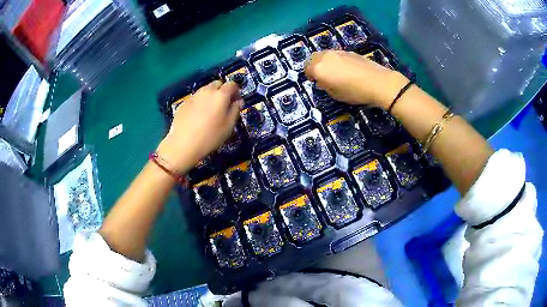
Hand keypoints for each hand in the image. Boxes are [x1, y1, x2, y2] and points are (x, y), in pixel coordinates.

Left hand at [157, 80, 242, 172]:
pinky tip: (197, 117)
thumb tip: (238, 101)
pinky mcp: (183, 103)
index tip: (236, 100)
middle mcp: (206, 91)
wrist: (183, 144)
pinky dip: (199, 103)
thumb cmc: (210, 136)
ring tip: (209, 111)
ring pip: (205, 90)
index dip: (236, 91)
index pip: (232, 84)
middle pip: (217, 84)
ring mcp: (193, 96)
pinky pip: (195, 99)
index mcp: (220, 95)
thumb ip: (235, 110)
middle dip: (222, 90)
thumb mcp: (228, 126)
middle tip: (223, 105)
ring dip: (210, 96)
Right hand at [304, 50, 409, 108]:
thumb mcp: (334, 94)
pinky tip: (346, 70)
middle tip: (323, 76)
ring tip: (335, 73)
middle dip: (315, 66)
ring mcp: (338, 52)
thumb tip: (323, 80)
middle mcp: (325, 56)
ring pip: (325, 55)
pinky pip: (336, 55)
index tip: (316, 82)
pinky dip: (336, 60)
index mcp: (319, 67)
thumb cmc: (354, 91)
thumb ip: (324, 85)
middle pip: (313, 57)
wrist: (377, 82)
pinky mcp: (349, 51)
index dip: (310, 75)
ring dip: (326, 62)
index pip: (306, 68)